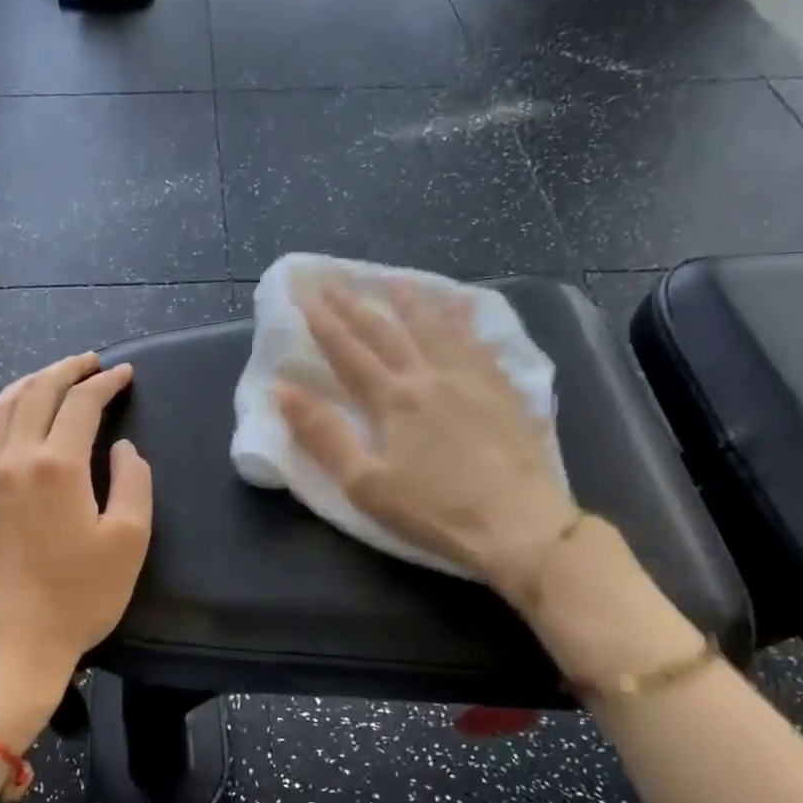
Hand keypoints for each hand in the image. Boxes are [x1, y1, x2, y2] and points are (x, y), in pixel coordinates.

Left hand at [0, 354, 152, 751]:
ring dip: (29, 384)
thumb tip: (123, 448)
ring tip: (53, 378)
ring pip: (0, 408)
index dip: (105, 383)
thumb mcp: (128, 540)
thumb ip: (133, 482)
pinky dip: (0, 416)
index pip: (81, 404)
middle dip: (65, 369)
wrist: (11, 645)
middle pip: (36, 392)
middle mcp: (14, 459)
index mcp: (56, 465)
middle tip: (91, 362)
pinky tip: (12, 423)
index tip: (124, 374)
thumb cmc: (78, 597)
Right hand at [276, 279, 578, 602]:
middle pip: (386, 331)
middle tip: (332, 276)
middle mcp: (430, 376)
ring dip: (410, 301)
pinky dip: (463, 320)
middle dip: (354, 302)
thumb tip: (282, 390)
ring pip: (435, 327)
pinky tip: (461, 308)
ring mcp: (471, 380)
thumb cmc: (435, 512)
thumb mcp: (365, 484)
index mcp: (393, 399)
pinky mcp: (502, 392)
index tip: (300, 287)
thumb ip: (323, 435)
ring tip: (395, 279)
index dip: (320, 318)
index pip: (346, 350)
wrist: (520, 526)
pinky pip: (477, 342)